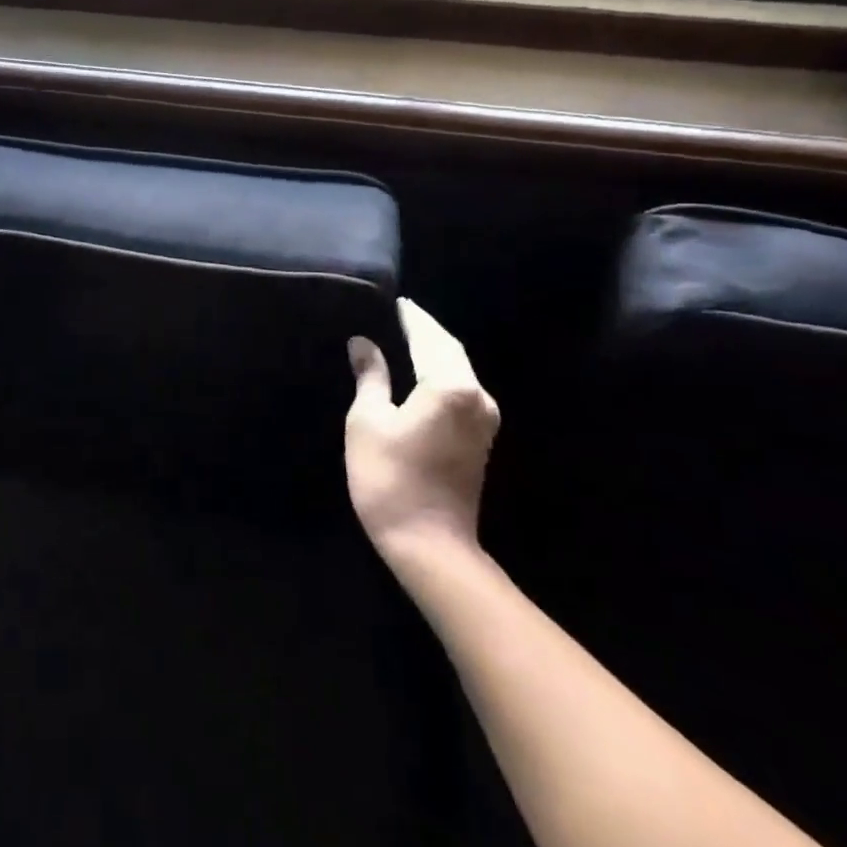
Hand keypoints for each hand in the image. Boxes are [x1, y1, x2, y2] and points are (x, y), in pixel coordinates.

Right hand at [345, 298, 498, 557]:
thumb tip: (363, 343)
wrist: (430, 545)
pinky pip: (462, 389)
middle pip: (450, 350)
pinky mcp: (481, 438)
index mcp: (449, 385)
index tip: (396, 301)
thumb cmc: (390, 478)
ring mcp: (484, 419)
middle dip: (425, 331)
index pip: (428, 337)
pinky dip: (442, 373)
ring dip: (435, 351)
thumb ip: (370, 376)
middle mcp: (476, 395)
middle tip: (399, 315)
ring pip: (459, 370)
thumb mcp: (368, 421)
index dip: (410, 318)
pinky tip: (422, 373)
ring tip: (406, 337)